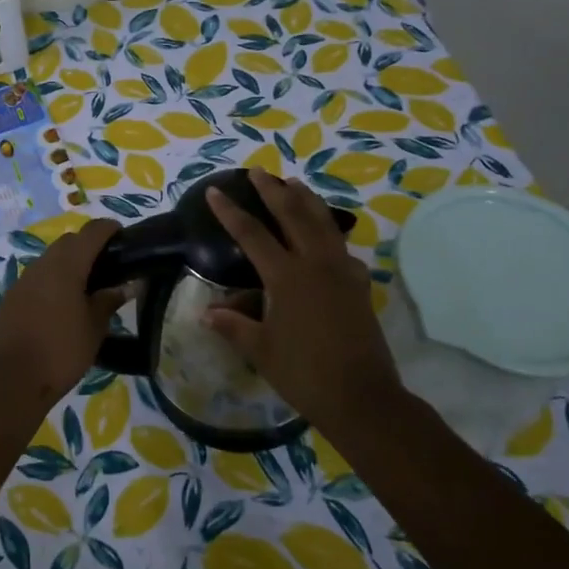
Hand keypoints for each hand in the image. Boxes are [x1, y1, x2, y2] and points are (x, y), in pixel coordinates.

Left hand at [0, 219, 127, 404]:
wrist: (11, 380)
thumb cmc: (61, 351)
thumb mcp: (94, 328)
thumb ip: (109, 301)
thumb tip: (126, 286)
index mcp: (66, 265)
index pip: (92, 232)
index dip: (110, 229)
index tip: (124, 238)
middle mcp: (42, 265)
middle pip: (69, 242)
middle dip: (89, 246)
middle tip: (110, 267)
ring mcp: (23, 281)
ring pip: (51, 259)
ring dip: (70, 264)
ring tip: (89, 288)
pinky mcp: (12, 298)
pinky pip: (38, 278)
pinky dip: (54, 281)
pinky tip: (64, 305)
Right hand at [203, 170, 400, 426]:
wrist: (362, 396)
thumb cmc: (304, 374)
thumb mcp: (261, 350)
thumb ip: (234, 326)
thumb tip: (207, 313)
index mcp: (287, 277)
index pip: (252, 234)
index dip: (230, 212)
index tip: (215, 191)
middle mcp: (316, 264)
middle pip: (293, 214)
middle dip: (272, 191)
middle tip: (257, 172)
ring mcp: (342, 271)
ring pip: (323, 222)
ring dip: (306, 200)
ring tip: (293, 184)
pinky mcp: (359, 284)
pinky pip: (342, 247)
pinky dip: (330, 232)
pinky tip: (327, 236)